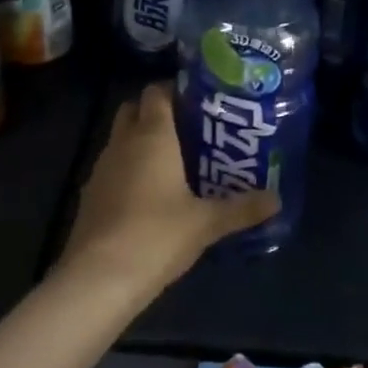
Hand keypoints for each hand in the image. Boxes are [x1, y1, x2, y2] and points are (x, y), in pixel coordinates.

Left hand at [59, 83, 279, 295]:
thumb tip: (276, 199)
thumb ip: (242, 208)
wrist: (99, 277)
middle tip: (189, 130)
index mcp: (151, 135)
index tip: (200, 102)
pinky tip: (150, 195)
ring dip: (141, 143)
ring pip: (121, 139)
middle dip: (156, 113)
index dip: (175, 90)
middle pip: (133, 110)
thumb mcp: (206, 223)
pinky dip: (129, 171)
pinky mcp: (90, 195)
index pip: (156, 92)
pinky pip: (113, 168)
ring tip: (175, 163)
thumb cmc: (157, 235)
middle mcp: (122, 142)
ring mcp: (101, 168)